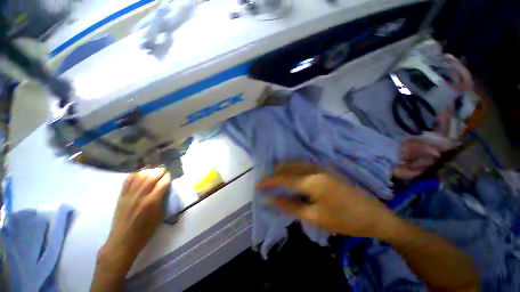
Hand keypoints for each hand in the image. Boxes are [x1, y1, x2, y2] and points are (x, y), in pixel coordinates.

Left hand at [99, 168, 170, 269]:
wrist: (123, 241)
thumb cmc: (145, 232)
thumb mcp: (160, 217)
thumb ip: (163, 201)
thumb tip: (166, 189)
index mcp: (152, 202)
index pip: (163, 183)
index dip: (168, 178)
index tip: (171, 176)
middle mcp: (140, 196)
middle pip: (151, 177)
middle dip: (160, 171)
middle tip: (165, 171)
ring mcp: (129, 195)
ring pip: (140, 176)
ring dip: (149, 171)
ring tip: (154, 170)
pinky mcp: (121, 196)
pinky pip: (127, 181)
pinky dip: (135, 174)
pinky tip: (141, 173)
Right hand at [257, 162, 401, 239]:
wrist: (374, 216)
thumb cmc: (345, 220)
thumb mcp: (315, 217)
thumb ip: (291, 206)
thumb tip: (272, 200)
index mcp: (312, 181)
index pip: (284, 179)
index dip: (269, 182)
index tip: (257, 186)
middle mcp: (314, 169)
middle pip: (288, 167)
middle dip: (274, 173)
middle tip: (264, 181)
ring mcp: (321, 167)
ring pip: (295, 163)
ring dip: (283, 168)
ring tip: (274, 176)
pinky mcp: (325, 169)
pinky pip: (303, 164)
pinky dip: (292, 167)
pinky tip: (290, 173)